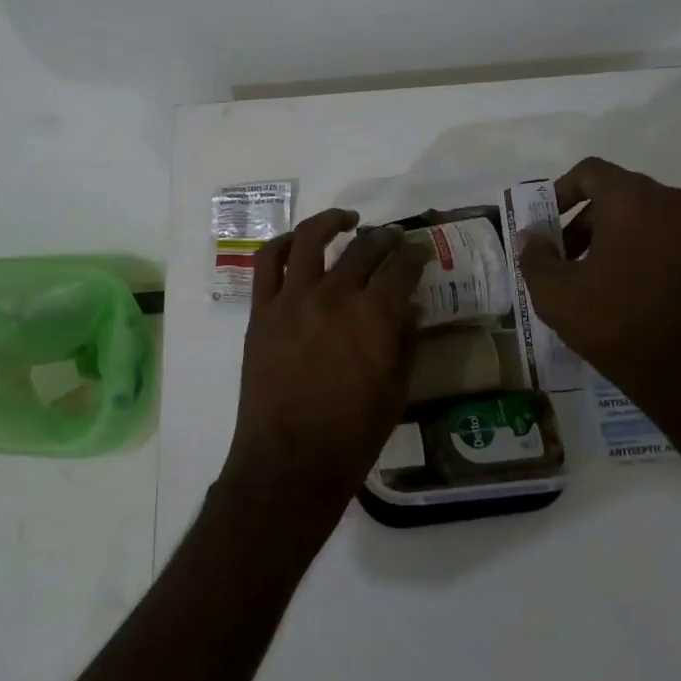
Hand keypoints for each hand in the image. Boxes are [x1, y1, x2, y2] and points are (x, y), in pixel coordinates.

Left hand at [220, 208, 423, 539]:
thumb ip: (406, 342)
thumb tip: (411, 306)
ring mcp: (292, 299)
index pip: (401, 269)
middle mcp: (334, 296)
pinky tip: (298, 241)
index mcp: (374, 317)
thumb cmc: (351, 436)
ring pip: (311, 240)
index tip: (418, 254)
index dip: (414, 257)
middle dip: (384, 239)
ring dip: (332, 221)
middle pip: (363, 249)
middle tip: (392, 239)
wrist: (290, 461)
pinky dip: (283, 243)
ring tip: (346, 219)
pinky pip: (267, 262)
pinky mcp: (262, 310)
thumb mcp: (396, 391)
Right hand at [518, 158, 680, 427]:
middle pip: (619, 194)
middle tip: (566, 259)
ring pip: (648, 217)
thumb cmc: (618, 324)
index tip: (546, 226)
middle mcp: (676, 202)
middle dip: (586, 221)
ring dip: (617, 236)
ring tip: (597, 277)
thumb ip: (535, 256)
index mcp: (634, 199)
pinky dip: (648, 251)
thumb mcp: (555, 294)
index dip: (561, 192)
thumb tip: (531, 237)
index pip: (590, 172)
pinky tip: (633, 290)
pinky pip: (673, 239)